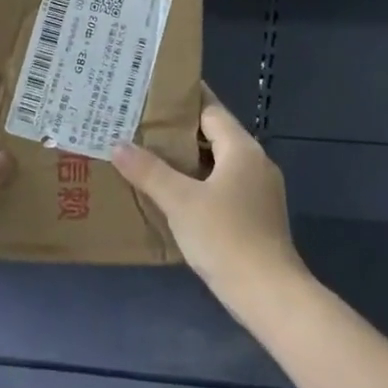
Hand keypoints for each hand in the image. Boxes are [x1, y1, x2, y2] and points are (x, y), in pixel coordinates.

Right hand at [112, 86, 305, 317]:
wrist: (269, 294)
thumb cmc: (226, 237)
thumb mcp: (180, 201)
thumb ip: (149, 171)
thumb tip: (118, 145)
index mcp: (242, 149)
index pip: (210, 110)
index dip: (182, 101)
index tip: (151, 93)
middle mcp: (254, 163)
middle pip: (213, 135)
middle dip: (177, 132)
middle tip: (139, 126)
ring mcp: (258, 191)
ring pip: (216, 163)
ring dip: (186, 160)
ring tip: (147, 156)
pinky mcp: (255, 215)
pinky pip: (221, 186)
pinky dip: (197, 183)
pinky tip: (170, 193)